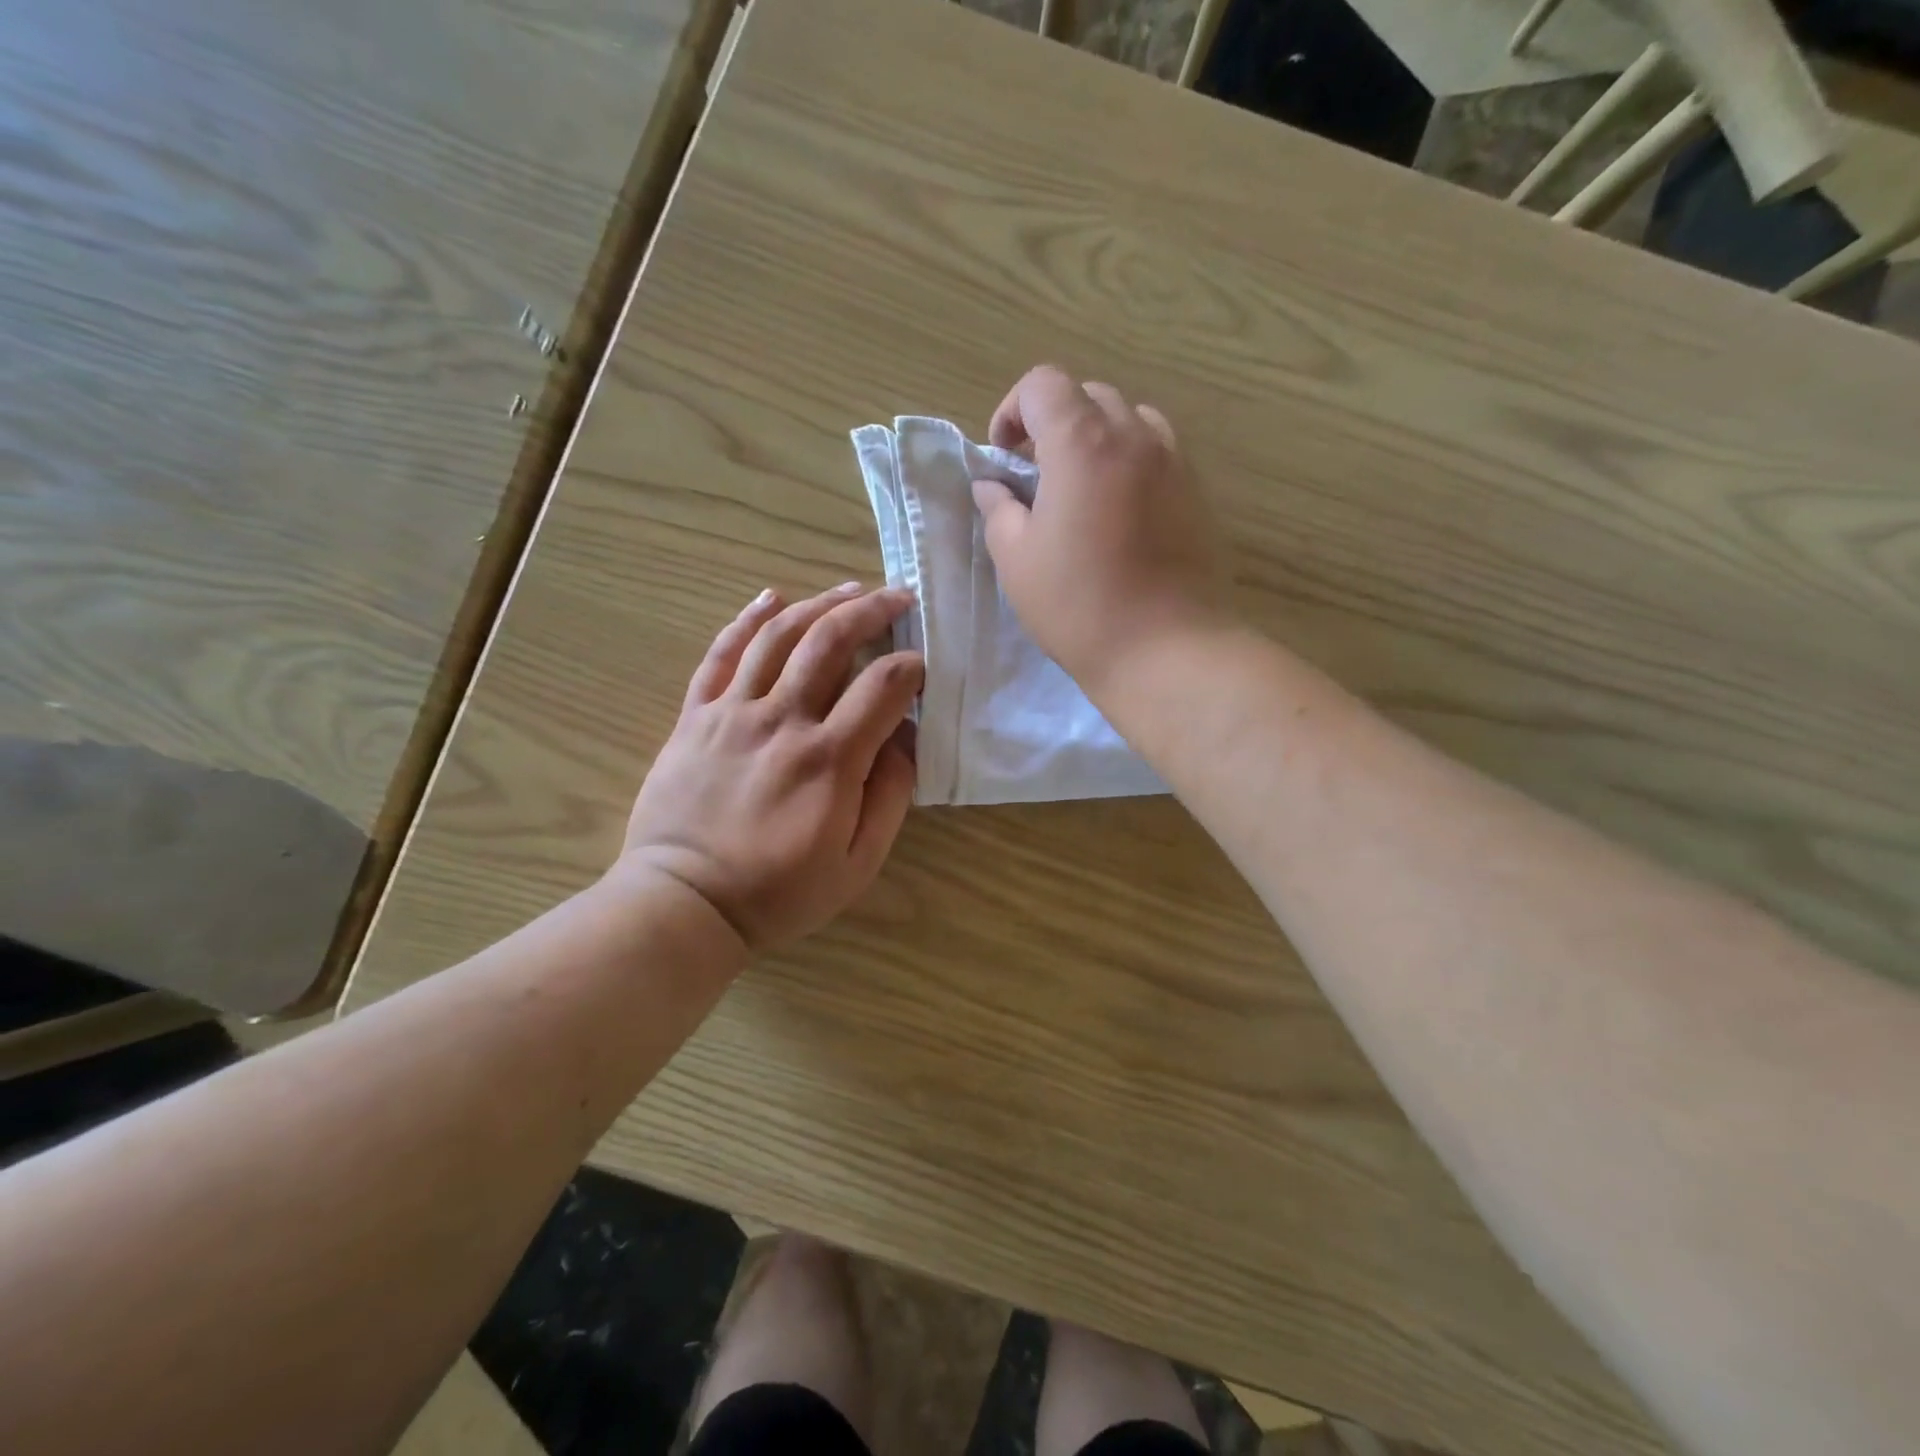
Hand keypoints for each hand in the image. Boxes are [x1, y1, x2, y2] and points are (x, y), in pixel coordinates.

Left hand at [617, 584, 923, 952]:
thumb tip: (905, 737)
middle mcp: (782, 720)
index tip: (921, 665)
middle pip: (830, 641)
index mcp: (830, 759)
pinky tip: (772, 597)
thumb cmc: (780, 892)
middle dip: (871, 611)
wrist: (685, 903)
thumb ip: (890, 795)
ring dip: (819, 604)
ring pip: (779, 636)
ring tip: (849, 589)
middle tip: (897, 598)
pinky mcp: (696, 716)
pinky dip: (748, 619)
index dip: (910, 666)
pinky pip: (722, 653)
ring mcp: (732, 712)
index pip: (882, 686)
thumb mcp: (858, 862)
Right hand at [970, 365, 1228, 692]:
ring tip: (1080, 488)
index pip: (1043, 384)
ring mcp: (1173, 462)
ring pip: (1129, 419)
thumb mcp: (1016, 559)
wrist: (1165, 648)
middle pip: (1088, 395)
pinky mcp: (1196, 492)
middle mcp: (1133, 435)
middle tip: (1035, 474)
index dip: (1013, 410)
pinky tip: (1117, 511)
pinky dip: (1129, 460)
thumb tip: (993, 485)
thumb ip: (999, 509)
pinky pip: (1157, 451)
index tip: (1003, 455)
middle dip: (1053, 422)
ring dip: (1096, 437)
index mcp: (1082, 442)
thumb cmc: (1078, 605)